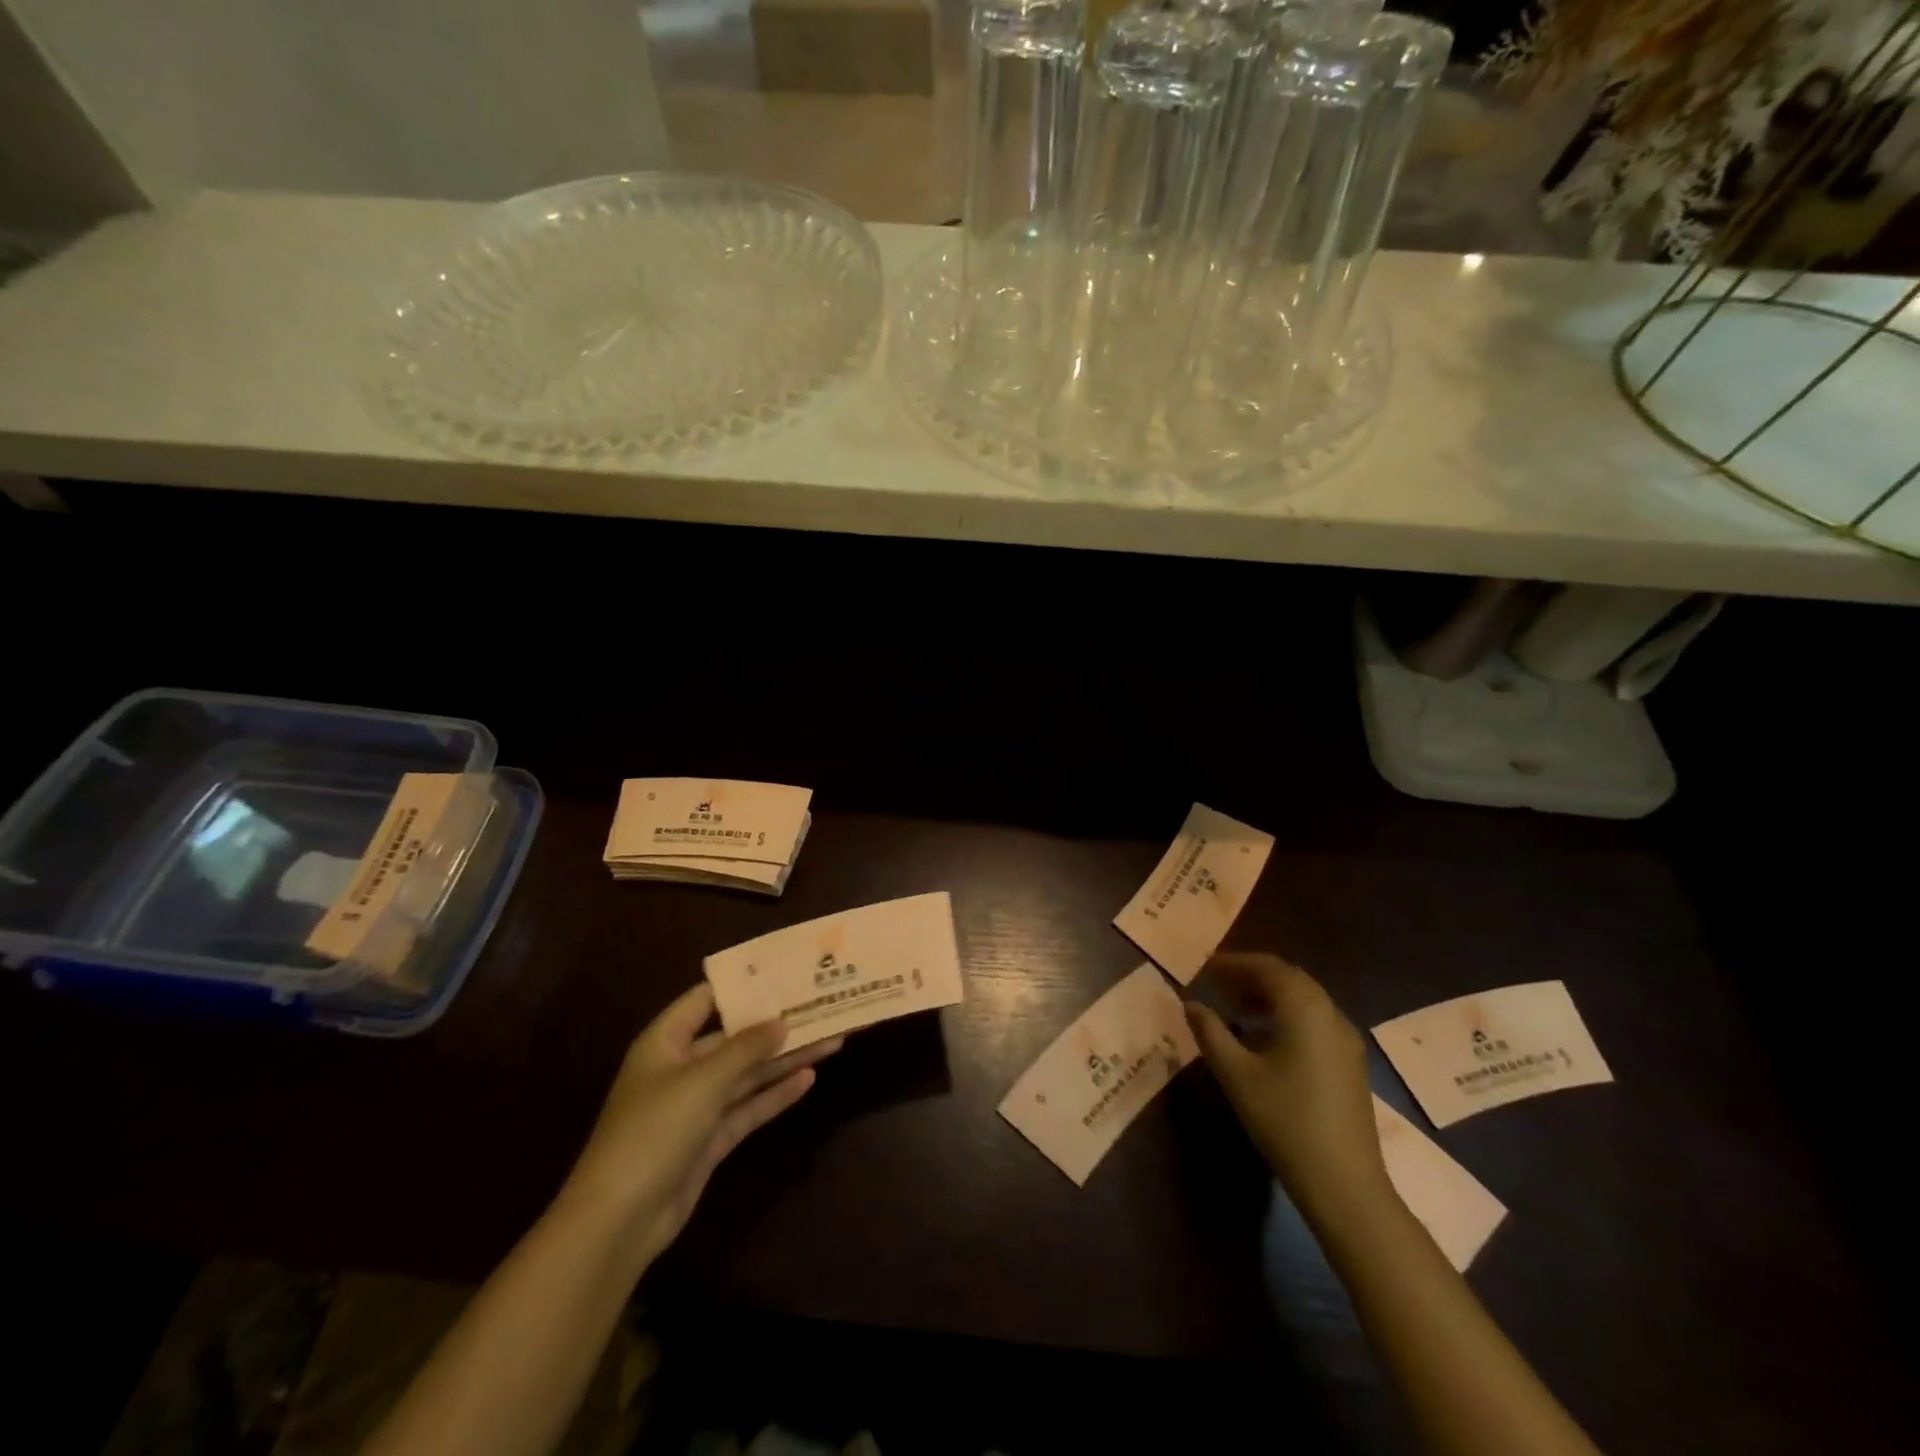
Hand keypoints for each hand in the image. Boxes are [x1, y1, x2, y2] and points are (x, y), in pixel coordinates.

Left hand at [559, 983, 840, 1266]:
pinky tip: (809, 1079)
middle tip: (821, 1006)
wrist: (619, 1221)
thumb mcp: (703, 1081)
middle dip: (776, 1025)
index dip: (743, 984)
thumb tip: (782, 1021)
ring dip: (785, 1059)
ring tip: (831, 1039)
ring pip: (748, 1073)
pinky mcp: (710, 1139)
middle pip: (735, 1038)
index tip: (784, 970)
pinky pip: (748, 1107)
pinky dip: (776, 1094)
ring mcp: (697, 1105)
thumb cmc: (654, 1131)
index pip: (706, 999)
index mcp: (666, 1041)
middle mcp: (682, 1067)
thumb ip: (745, 1048)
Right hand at [1186, 952, 1389, 1215]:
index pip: (1267, 967)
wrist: (1344, 1183)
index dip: (1234, 963)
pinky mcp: (1350, 1063)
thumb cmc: (1284, 1120)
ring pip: (1304, 1000)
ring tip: (1234, 1008)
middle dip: (1251, 976)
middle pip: (1288, 979)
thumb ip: (1210, 1032)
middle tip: (1217, 984)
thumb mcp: (1235, 1074)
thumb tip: (1190, 1004)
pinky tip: (1264, 1039)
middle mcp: (1330, 1014)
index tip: (1204, 967)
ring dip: (1268, 996)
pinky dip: (1286, 1015)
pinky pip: (1314, 1021)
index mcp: (1304, 1009)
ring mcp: (1346, 1040)